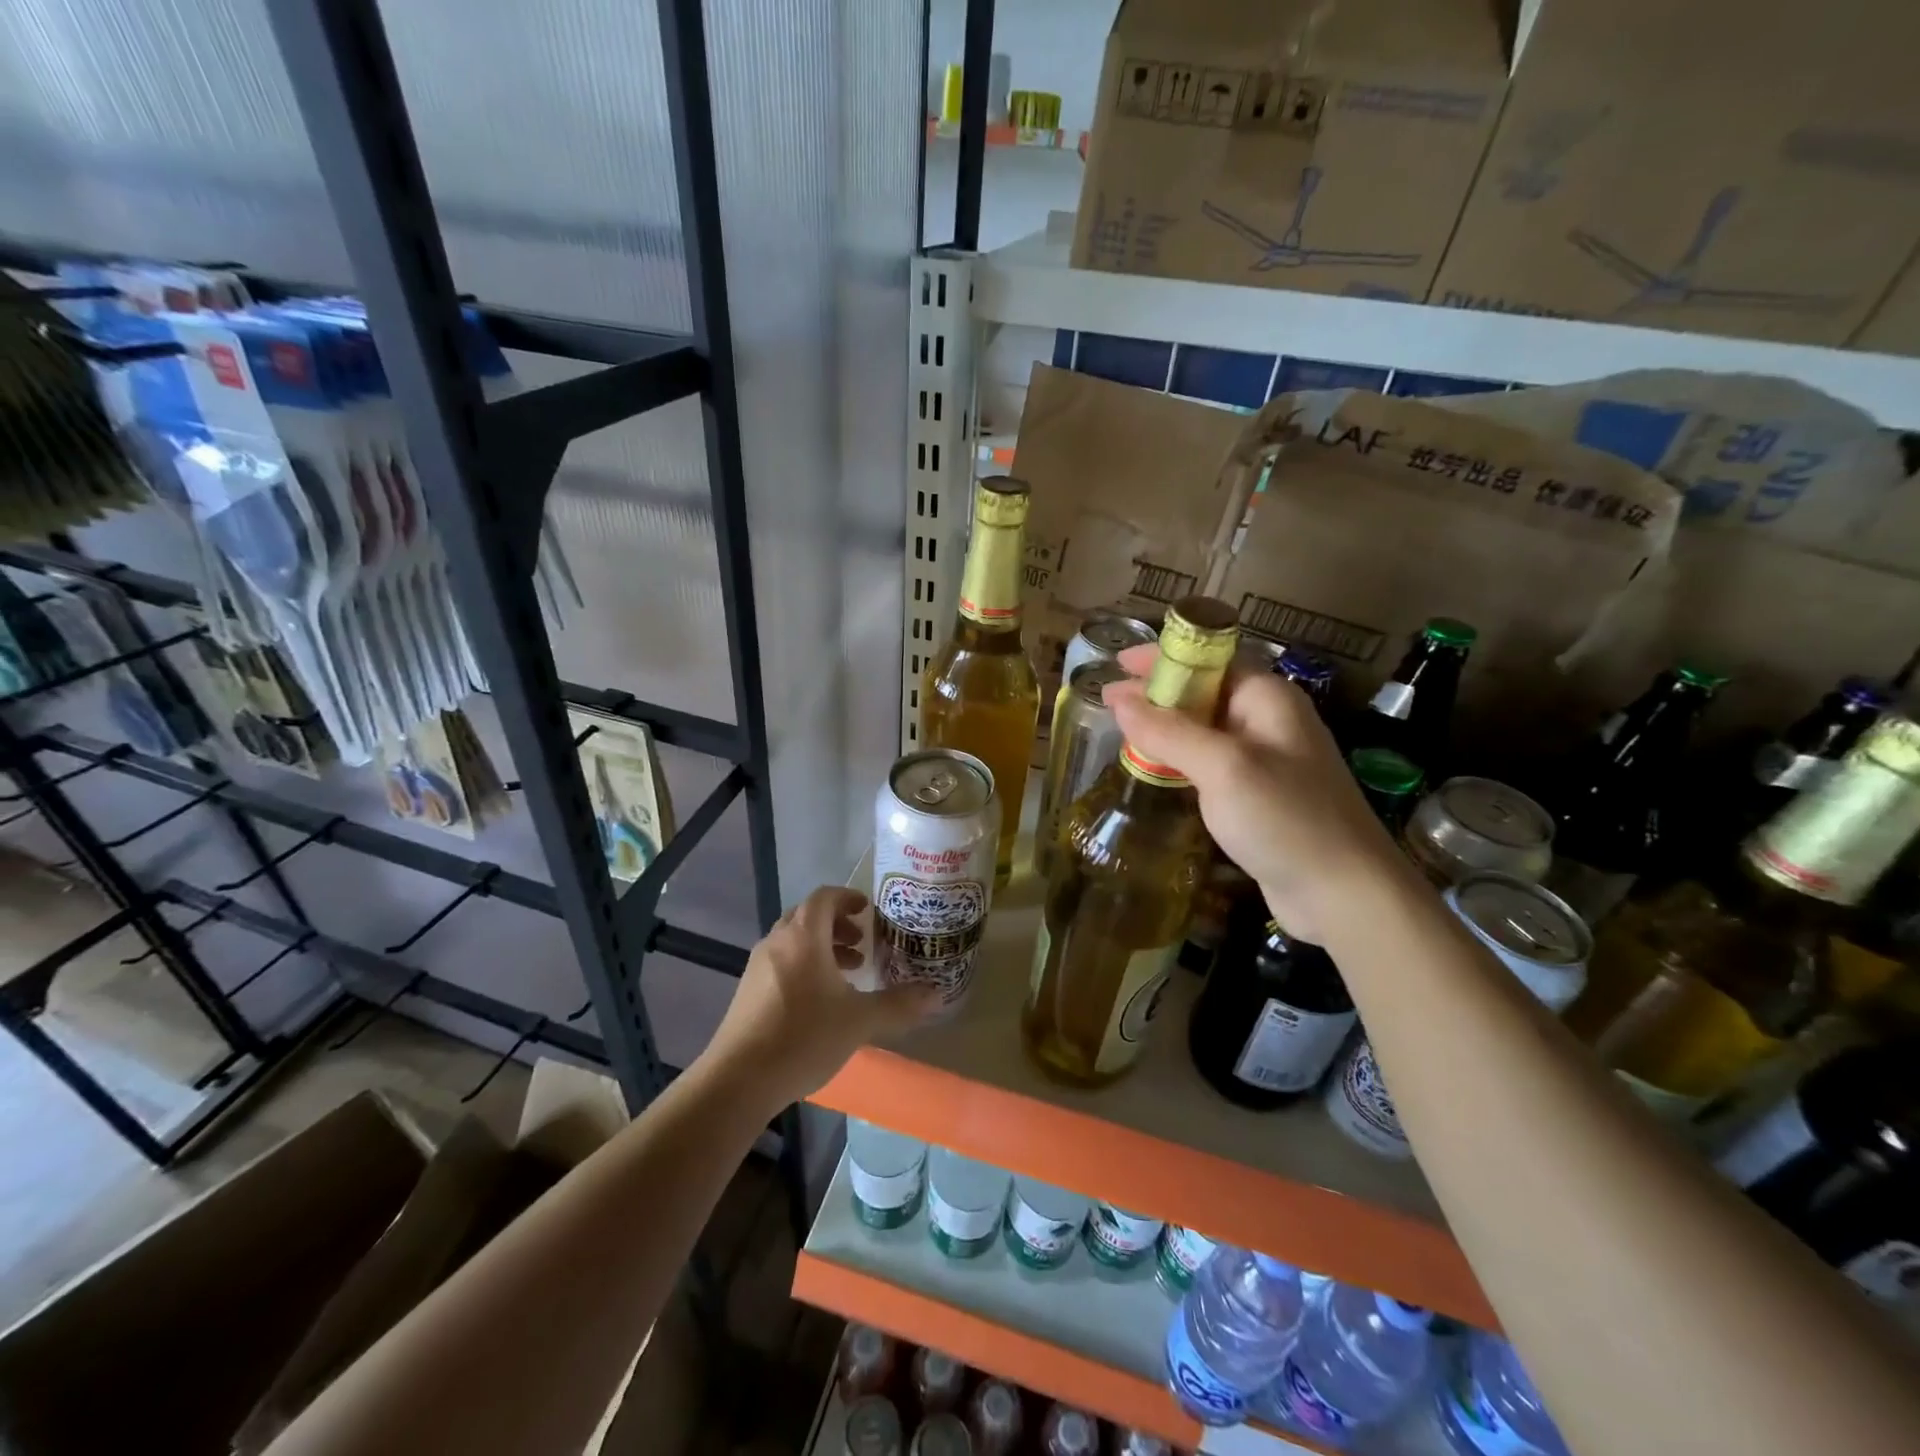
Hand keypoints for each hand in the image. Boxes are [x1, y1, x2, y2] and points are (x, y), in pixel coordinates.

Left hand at [705, 885, 942, 1107]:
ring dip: (822, 947)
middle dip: (837, 925)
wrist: (739, 1079)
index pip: (825, 897)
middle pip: (808, 916)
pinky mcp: (748, 991)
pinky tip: (819, 1001)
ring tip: (847, 973)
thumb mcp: (860, 1021)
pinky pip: (781, 962)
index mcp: (804, 935)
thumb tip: (937, 995)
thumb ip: (899, 1004)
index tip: (868, 910)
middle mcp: (778, 941)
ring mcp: (758, 966)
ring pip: (794, 941)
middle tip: (863, 943)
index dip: (848, 898)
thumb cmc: (804, 1037)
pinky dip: (804, 965)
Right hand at [1105, 644, 1410, 942]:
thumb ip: (1168, 731)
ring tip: (1121, 733)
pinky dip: (1180, 761)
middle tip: (1109, 703)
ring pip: (1205, 731)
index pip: (1209, 660)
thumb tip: (1119, 700)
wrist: (1344, 893)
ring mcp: (1266, 761)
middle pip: (1204, 692)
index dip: (1162, 657)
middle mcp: (1268, 721)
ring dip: (1165, 729)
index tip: (1117, 663)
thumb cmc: (1285, 818)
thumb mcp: (1222, 767)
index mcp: (1267, 698)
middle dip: (1157, 693)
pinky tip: (1155, 771)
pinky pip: (1211, 764)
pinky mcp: (1259, 796)